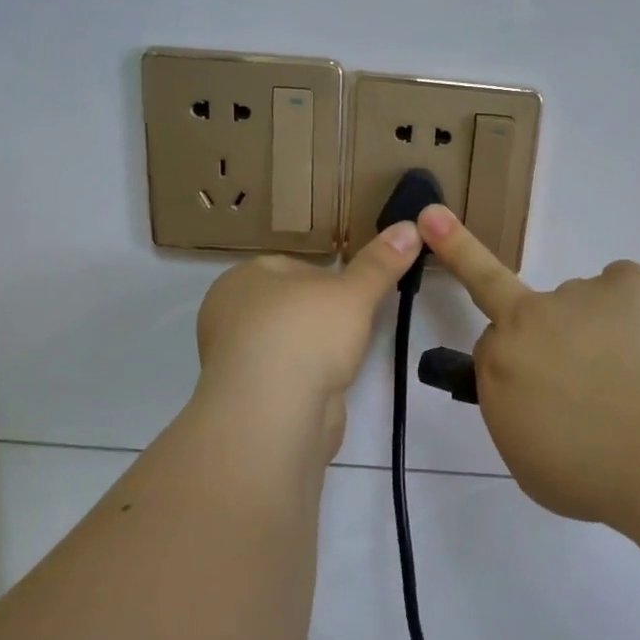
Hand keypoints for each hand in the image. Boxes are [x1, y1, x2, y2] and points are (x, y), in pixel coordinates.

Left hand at [195, 223, 422, 454]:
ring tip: (344, 358)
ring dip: (313, 350)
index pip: (292, 268)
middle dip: (321, 316)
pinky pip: (284, 377)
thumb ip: (380, 263)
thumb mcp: (354, 292)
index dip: (329, 279)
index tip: (357, 295)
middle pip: (289, 306)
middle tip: (355, 325)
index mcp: (243, 278)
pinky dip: (305, 379)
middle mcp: (229, 315)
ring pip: (286, 343)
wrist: (275, 412)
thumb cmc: (307, 334)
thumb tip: (410, 227)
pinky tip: (326, 386)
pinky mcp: (247, 397)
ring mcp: (235, 359)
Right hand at [416, 205, 639, 525]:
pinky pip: (624, 287)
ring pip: (581, 304)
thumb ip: (525, 418)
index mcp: (500, 365)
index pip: (490, 344)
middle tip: (574, 364)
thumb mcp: (531, 465)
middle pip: (517, 306)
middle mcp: (529, 319)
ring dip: (598, 330)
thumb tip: (548, 401)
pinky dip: (638, 309)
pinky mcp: (628, 281)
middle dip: (533, 324)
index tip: (529, 372)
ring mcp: (578, 293)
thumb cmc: (593, 475)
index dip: (514, 361)